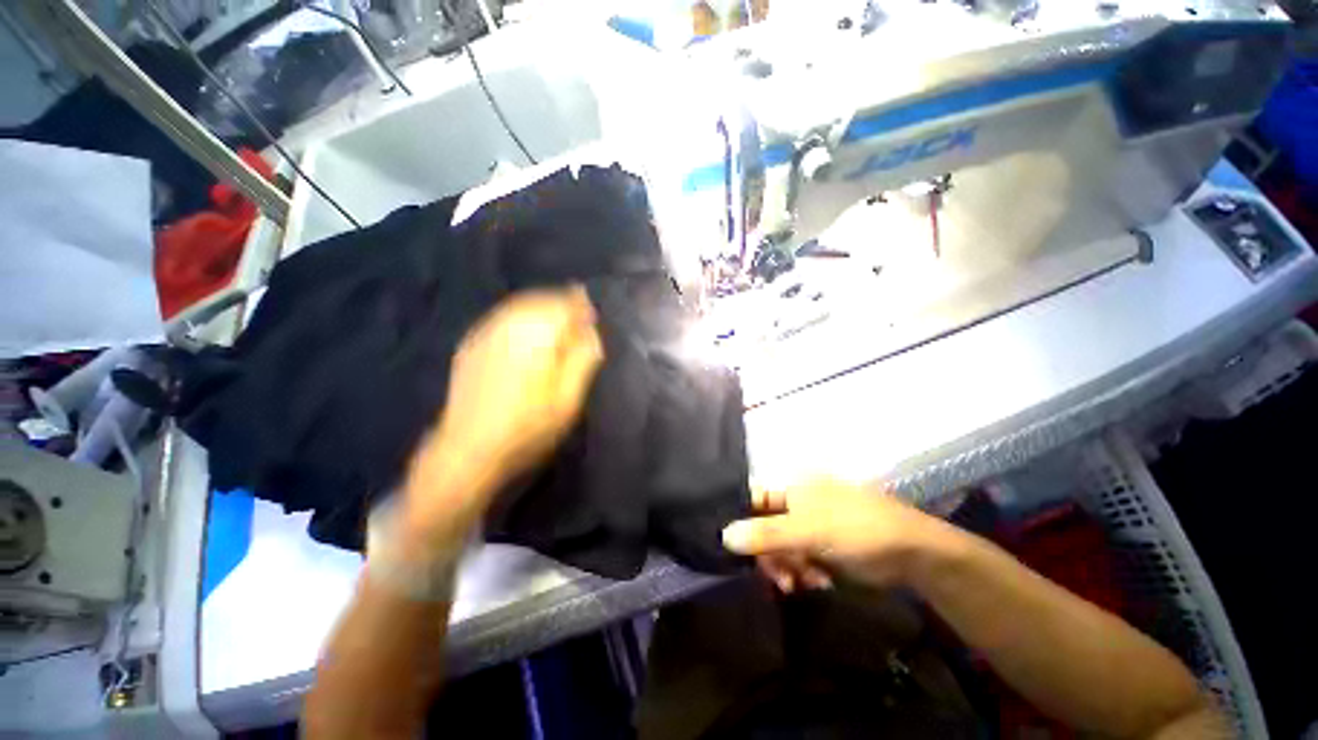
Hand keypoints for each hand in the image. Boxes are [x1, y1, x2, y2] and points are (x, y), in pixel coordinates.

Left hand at [400, 287, 603, 549]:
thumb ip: (583, 360)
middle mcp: (508, 325)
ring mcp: (485, 332)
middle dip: (562, 303)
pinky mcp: (471, 343)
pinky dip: (522, 316)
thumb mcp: (568, 400)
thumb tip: (591, 332)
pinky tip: (529, 331)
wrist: (467, 450)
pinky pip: (503, 316)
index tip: (593, 315)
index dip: (581, 306)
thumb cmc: (527, 429)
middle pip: (541, 299)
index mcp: (534, 336)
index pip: (564, 305)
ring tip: (558, 322)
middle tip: (579, 316)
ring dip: (543, 308)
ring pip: (521, 305)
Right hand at [722, 478, 951, 591]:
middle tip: (781, 578)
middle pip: (764, 527)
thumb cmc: (855, 529)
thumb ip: (766, 535)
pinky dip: (803, 572)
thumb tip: (723, 537)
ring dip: (788, 567)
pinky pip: (798, 558)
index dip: (741, 521)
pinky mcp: (821, 545)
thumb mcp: (808, 531)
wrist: (910, 553)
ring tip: (804, 583)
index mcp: (790, 487)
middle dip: (771, 555)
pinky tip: (818, 582)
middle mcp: (795, 502)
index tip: (735, 549)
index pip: (752, 499)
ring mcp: (809, 524)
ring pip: (780, 547)